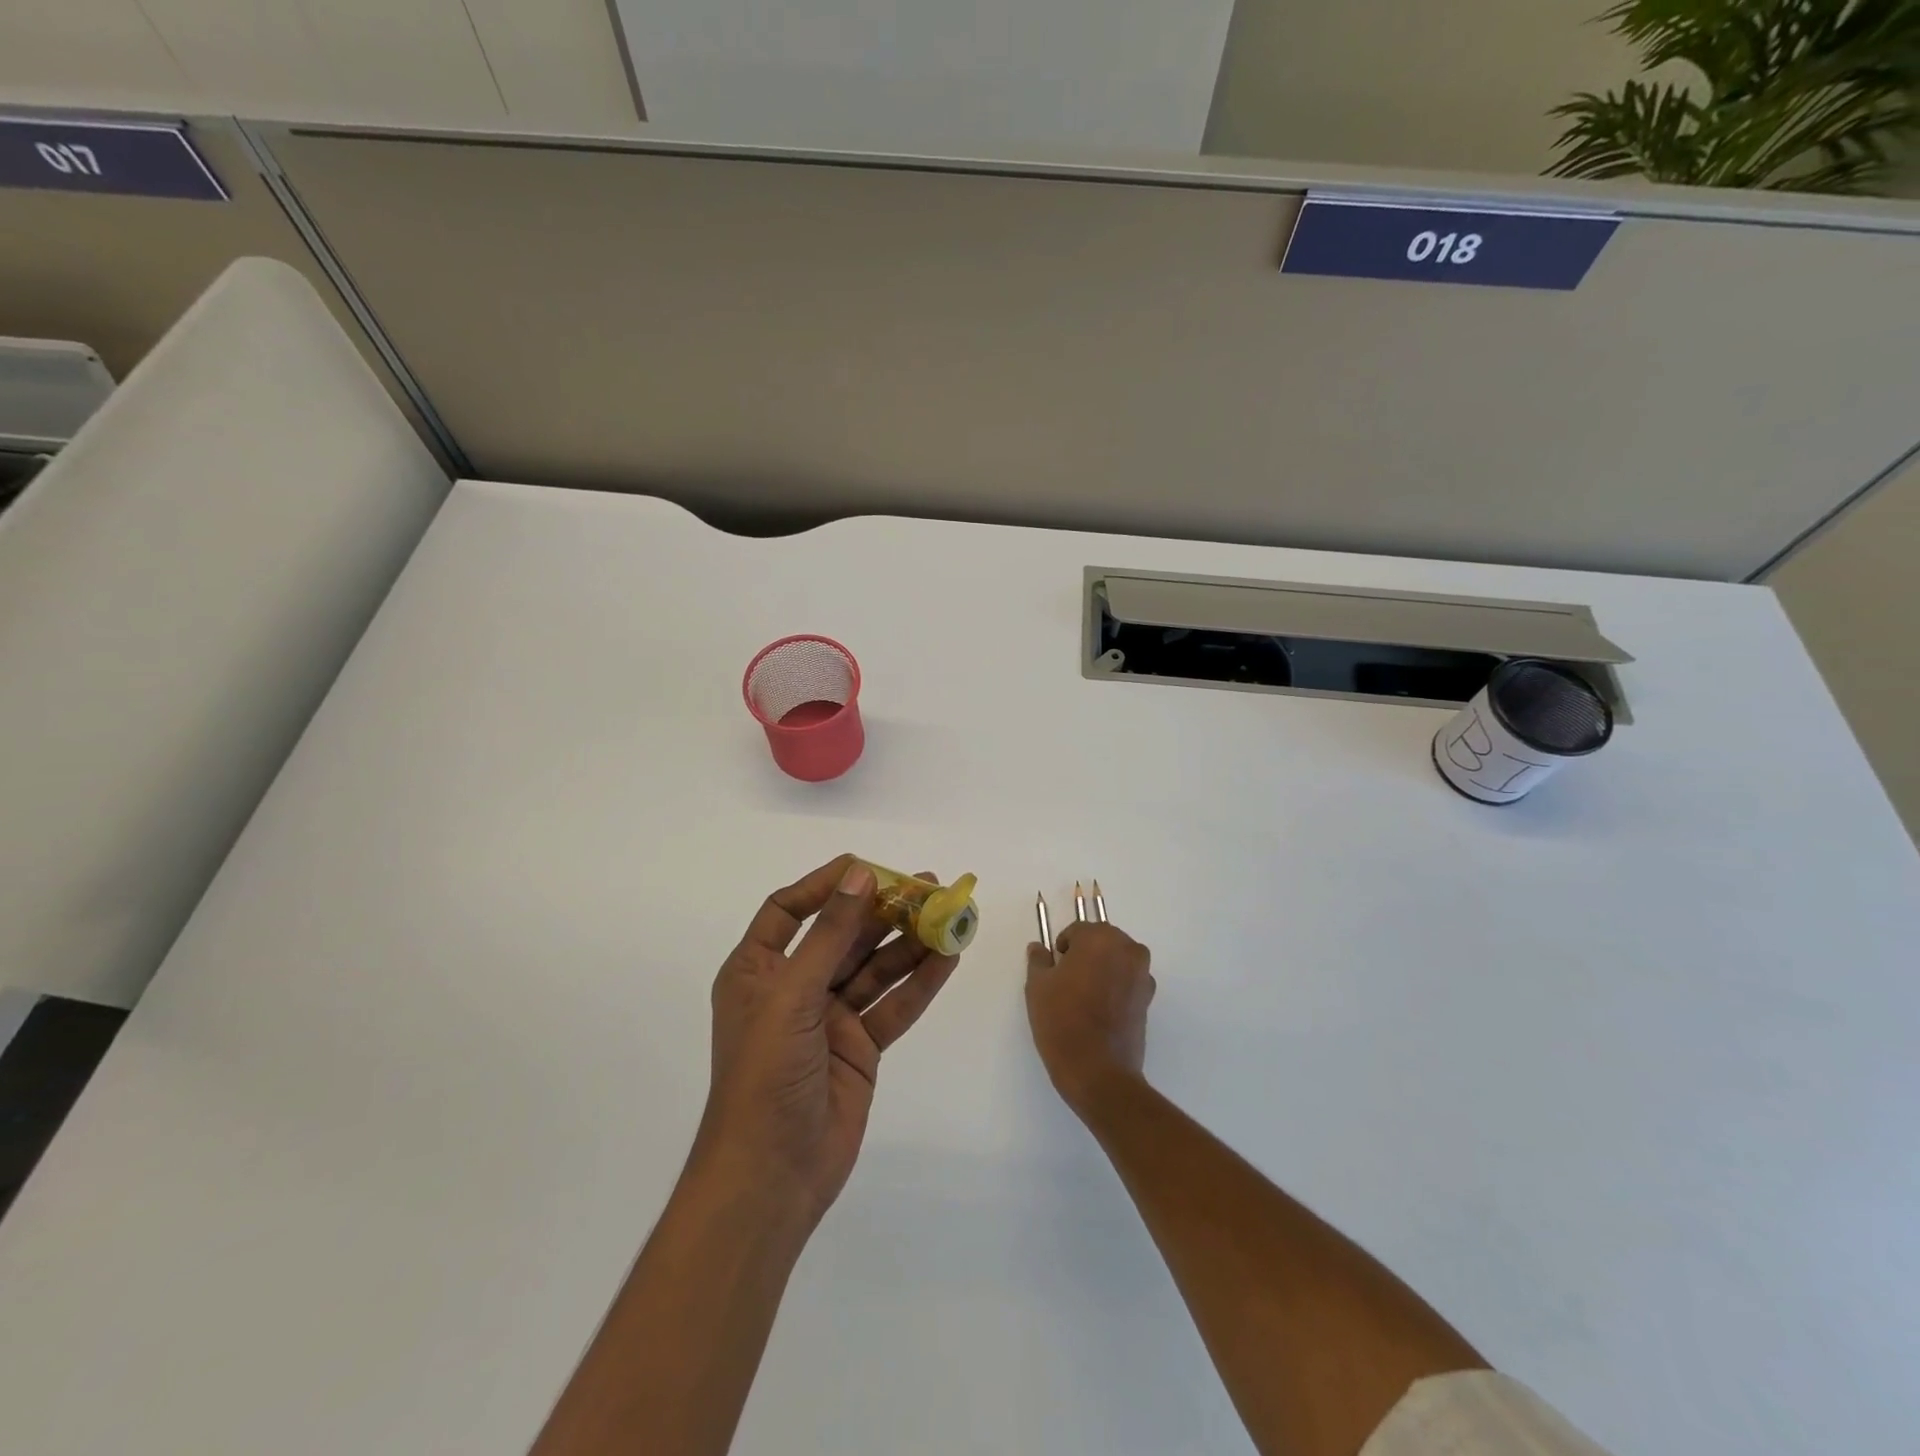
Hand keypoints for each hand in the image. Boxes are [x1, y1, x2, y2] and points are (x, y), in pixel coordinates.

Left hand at [694, 855, 961, 1228]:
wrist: (772, 1175)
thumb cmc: (765, 1074)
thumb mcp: (792, 995)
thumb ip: (829, 935)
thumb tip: (860, 877)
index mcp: (758, 970)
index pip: (789, 911)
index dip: (825, 886)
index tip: (866, 868)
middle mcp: (793, 988)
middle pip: (843, 936)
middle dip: (883, 911)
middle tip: (929, 886)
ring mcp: (829, 1018)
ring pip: (875, 968)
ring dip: (910, 943)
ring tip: (950, 915)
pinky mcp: (859, 1047)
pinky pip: (893, 1005)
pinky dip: (920, 983)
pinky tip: (948, 958)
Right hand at [1025, 921, 1155, 1118]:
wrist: (1098, 1071)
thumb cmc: (1062, 1020)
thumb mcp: (1038, 987)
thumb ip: (1039, 960)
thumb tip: (1038, 948)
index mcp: (1099, 938)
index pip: (1078, 931)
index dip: (1063, 948)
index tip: (1054, 968)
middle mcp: (1127, 949)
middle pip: (1102, 941)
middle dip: (1086, 954)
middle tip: (1067, 980)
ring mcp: (1142, 974)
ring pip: (1118, 960)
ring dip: (1103, 969)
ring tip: (1084, 996)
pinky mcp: (1149, 999)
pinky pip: (1128, 981)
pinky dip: (1116, 987)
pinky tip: (1100, 1010)